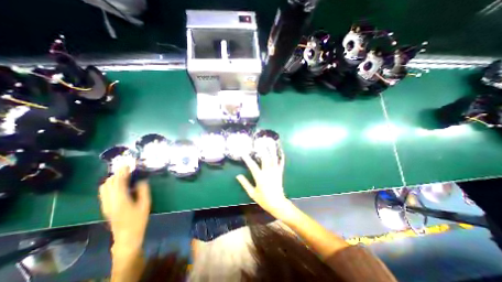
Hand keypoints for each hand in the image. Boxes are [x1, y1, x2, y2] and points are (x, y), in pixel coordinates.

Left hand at [99, 166, 150, 246]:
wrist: (126, 236)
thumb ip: (143, 191)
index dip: (122, 172)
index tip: (128, 164)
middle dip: (117, 173)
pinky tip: (120, 184)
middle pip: (108, 183)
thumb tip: (141, 180)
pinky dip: (111, 184)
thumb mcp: (145, 204)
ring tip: (124, 174)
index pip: (118, 182)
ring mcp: (105, 204)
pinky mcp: (105, 207)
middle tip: (128, 168)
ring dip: (113, 178)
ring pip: (104, 187)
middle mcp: (109, 201)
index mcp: (120, 199)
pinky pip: (105, 192)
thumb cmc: (138, 220)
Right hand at [238, 143, 291, 217]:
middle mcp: (268, 173)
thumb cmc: (264, 200)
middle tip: (260, 142)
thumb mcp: (252, 194)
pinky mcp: (280, 173)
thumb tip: (238, 176)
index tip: (243, 153)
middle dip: (263, 149)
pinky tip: (281, 151)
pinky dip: (281, 157)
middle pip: (265, 159)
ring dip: (272, 150)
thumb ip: (245, 184)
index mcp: (260, 178)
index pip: (252, 166)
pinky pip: (281, 163)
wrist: (278, 204)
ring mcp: (275, 172)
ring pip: (274, 159)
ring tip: (270, 142)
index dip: (247, 159)